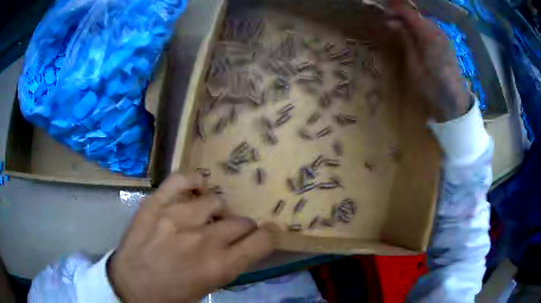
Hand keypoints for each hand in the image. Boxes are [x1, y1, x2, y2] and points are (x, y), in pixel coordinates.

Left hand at [107, 173, 273, 302]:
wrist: (130, 286)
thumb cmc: (171, 295)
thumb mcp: (209, 288)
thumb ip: (229, 265)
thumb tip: (240, 245)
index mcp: (220, 266)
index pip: (262, 241)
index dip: (268, 236)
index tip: (264, 235)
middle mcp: (204, 239)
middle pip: (241, 221)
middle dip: (241, 227)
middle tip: (229, 233)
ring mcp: (178, 217)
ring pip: (215, 200)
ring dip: (217, 211)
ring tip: (207, 217)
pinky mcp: (156, 204)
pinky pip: (181, 180)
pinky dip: (193, 181)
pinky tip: (195, 188)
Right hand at [385, 5, 470, 121]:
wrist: (455, 101)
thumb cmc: (433, 87)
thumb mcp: (414, 65)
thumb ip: (406, 40)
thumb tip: (392, 22)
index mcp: (429, 36)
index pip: (410, 14)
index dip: (395, 11)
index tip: (383, 14)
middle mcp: (437, 32)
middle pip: (417, 15)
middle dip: (402, 15)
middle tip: (390, 22)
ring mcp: (443, 37)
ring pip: (424, 21)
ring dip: (411, 22)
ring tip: (401, 28)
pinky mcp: (447, 43)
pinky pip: (431, 28)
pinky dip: (421, 28)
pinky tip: (416, 35)